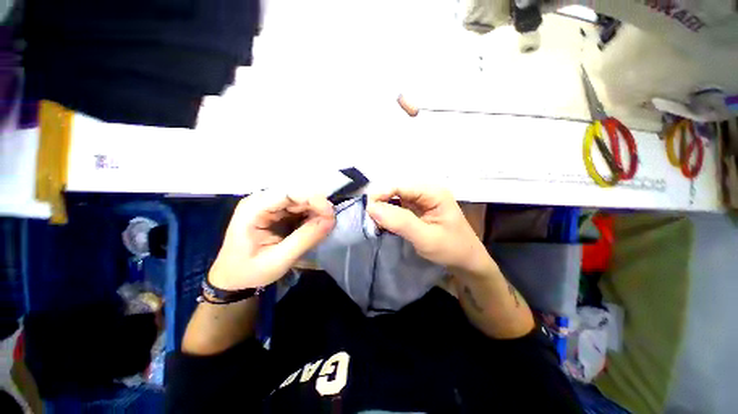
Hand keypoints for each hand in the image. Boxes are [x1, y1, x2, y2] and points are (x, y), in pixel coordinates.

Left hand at [208, 191, 334, 290]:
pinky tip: (316, 225)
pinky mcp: (276, 211)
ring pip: (300, 199)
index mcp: (253, 209)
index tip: (331, 213)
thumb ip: (305, 239)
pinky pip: (299, 207)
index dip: (313, 199)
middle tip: (331, 221)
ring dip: (315, 210)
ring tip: (326, 225)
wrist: (233, 279)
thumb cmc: (250, 272)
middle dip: (317, 205)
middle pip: (296, 193)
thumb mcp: (279, 260)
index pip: (288, 193)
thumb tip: (331, 220)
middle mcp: (261, 200)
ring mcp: (268, 204)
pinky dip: (311, 215)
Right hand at [366, 187, 491, 272]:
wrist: (467, 262)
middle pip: (396, 191)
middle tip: (369, 219)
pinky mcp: (418, 210)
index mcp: (433, 193)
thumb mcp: (426, 238)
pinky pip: (399, 208)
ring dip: (384, 210)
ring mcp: (422, 201)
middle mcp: (427, 192)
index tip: (366, 210)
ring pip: (396, 200)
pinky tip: (383, 224)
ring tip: (373, 223)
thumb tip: (371, 207)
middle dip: (381, 203)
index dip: (381, 195)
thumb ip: (400, 222)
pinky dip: (389, 216)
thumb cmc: (451, 249)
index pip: (400, 186)